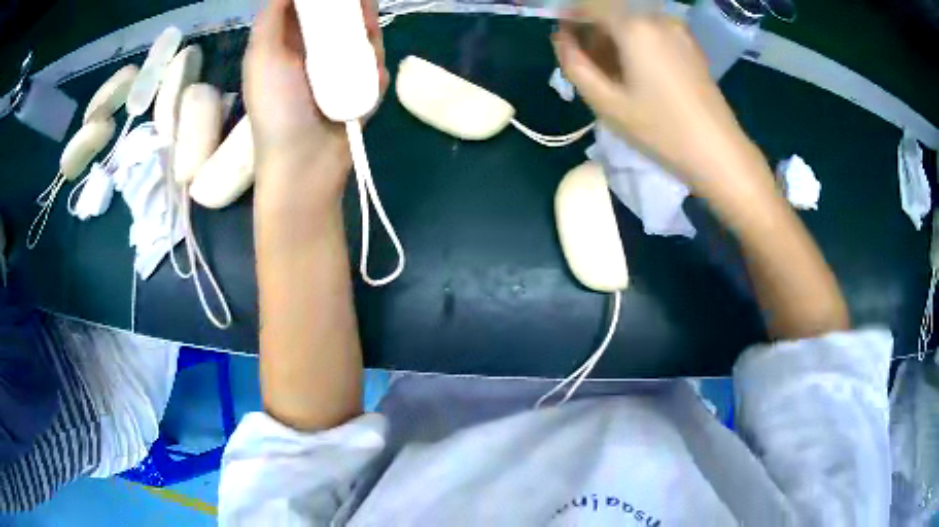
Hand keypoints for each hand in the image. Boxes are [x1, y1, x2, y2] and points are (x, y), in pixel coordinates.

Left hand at [243, 0, 388, 178]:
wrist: (305, 164)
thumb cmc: (277, 108)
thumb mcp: (261, 56)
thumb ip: (271, 17)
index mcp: (287, 44)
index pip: (308, 7)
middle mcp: (312, 54)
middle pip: (340, 18)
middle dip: (355, 12)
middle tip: (362, 12)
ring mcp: (338, 72)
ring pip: (362, 39)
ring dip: (368, 39)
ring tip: (368, 45)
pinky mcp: (358, 90)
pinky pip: (374, 68)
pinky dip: (375, 70)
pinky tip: (371, 79)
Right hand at [553, 14, 771, 202]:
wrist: (718, 152)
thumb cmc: (660, 129)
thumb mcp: (606, 102)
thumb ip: (574, 64)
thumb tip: (561, 38)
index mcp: (634, 26)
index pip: (588, 5)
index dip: (568, 17)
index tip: (562, 40)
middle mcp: (656, 18)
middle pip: (612, 11)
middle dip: (592, 30)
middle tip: (586, 63)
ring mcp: (677, 30)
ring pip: (632, 22)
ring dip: (614, 38)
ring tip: (611, 73)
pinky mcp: (690, 44)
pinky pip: (652, 32)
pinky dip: (636, 43)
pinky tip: (637, 72)